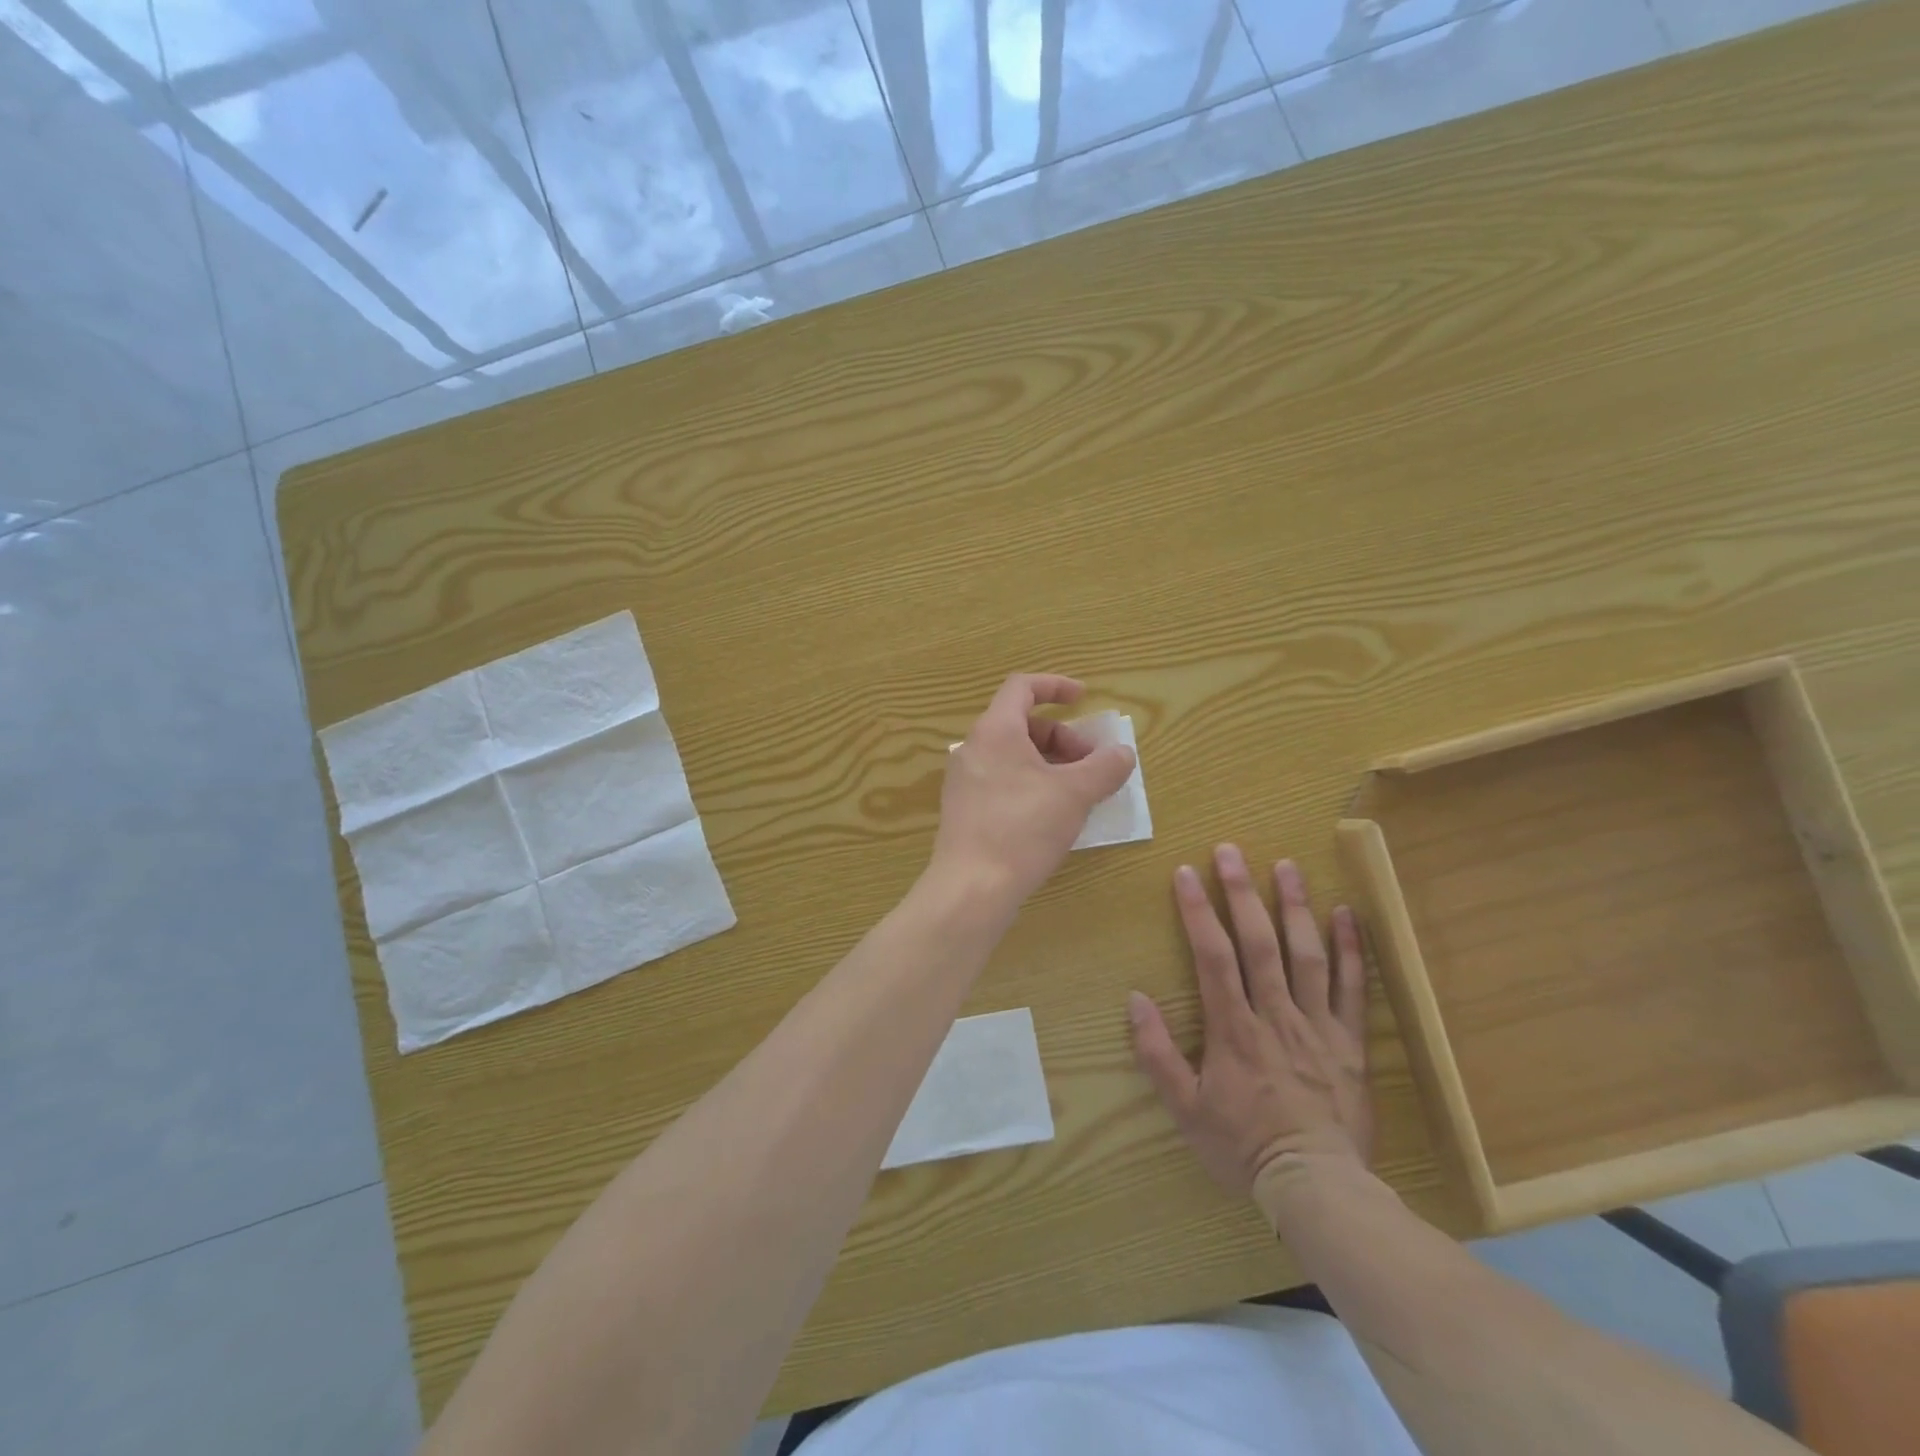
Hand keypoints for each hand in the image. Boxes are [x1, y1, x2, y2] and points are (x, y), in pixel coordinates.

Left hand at [930, 674, 1136, 912]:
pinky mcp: (964, 808)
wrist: (972, 887)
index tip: (1084, 698)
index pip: (1022, 687)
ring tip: (1078, 793)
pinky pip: (1003, 780)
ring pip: (1013, 755)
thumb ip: (1104, 768)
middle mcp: (973, 748)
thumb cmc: (1023, 829)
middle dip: (1063, 737)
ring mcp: (965, 780)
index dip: (1056, 686)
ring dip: (1050, 763)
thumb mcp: (1074, 794)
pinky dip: (1032, 783)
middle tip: (1091, 766)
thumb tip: (1123, 753)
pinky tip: (1053, 815)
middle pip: (1022, 724)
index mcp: (995, 730)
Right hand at [1129, 846, 1371, 1202]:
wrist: (1316, 1187)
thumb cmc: (1242, 1146)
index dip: (1198, 911)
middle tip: (1232, 850)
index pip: (1212, 957)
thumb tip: (1136, 999)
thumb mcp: (1184, 1108)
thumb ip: (1157, 1053)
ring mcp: (1317, 1026)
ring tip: (1287, 865)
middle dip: (1243, 893)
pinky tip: (1345, 914)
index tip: (1186, 872)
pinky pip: (1353, 989)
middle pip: (1259, 943)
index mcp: (1234, 1028)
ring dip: (1295, 907)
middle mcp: (1276, 1015)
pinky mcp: (1349, 1042)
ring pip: (1306, 955)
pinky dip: (1350, 950)